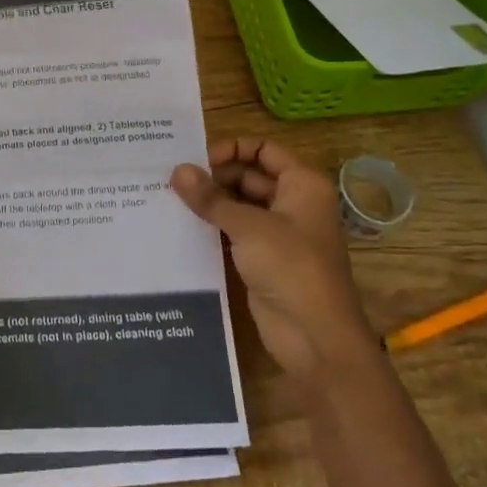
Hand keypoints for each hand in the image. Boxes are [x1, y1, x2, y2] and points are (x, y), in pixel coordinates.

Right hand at [171, 137, 376, 380]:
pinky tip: (182, 226)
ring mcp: (279, 234)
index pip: (264, 150)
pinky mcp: (264, 260)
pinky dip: (213, 227)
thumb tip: (177, 170)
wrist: (316, 338)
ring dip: (211, 203)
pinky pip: (235, 233)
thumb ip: (210, 198)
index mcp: (302, 185)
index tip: (197, 160)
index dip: (231, 149)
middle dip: (215, 177)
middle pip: (249, 176)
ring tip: (170, 199)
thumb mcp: (248, 227)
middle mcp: (293, 203)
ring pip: (240, 206)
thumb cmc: (291, 267)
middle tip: (173, 180)